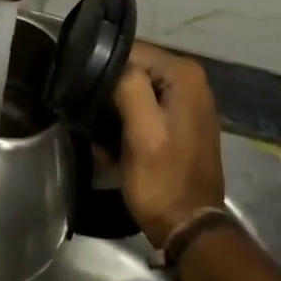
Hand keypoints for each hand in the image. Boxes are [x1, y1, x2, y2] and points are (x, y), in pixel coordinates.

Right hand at [112, 43, 227, 248]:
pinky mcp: (182, 120)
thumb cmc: (163, 180)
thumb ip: (129, 86)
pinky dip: (130, 118)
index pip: (132, 51)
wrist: (189, 229)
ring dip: (117, 106)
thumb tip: (112, 63)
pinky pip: (147, 104)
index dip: (106, 71)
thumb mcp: (141, 132)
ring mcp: (189, 100)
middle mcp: (191, 78)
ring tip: (102, 131)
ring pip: (137, 87)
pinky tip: (117, 141)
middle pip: (135, 68)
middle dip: (112, 90)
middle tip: (93, 117)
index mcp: (184, 73)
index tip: (89, 96)